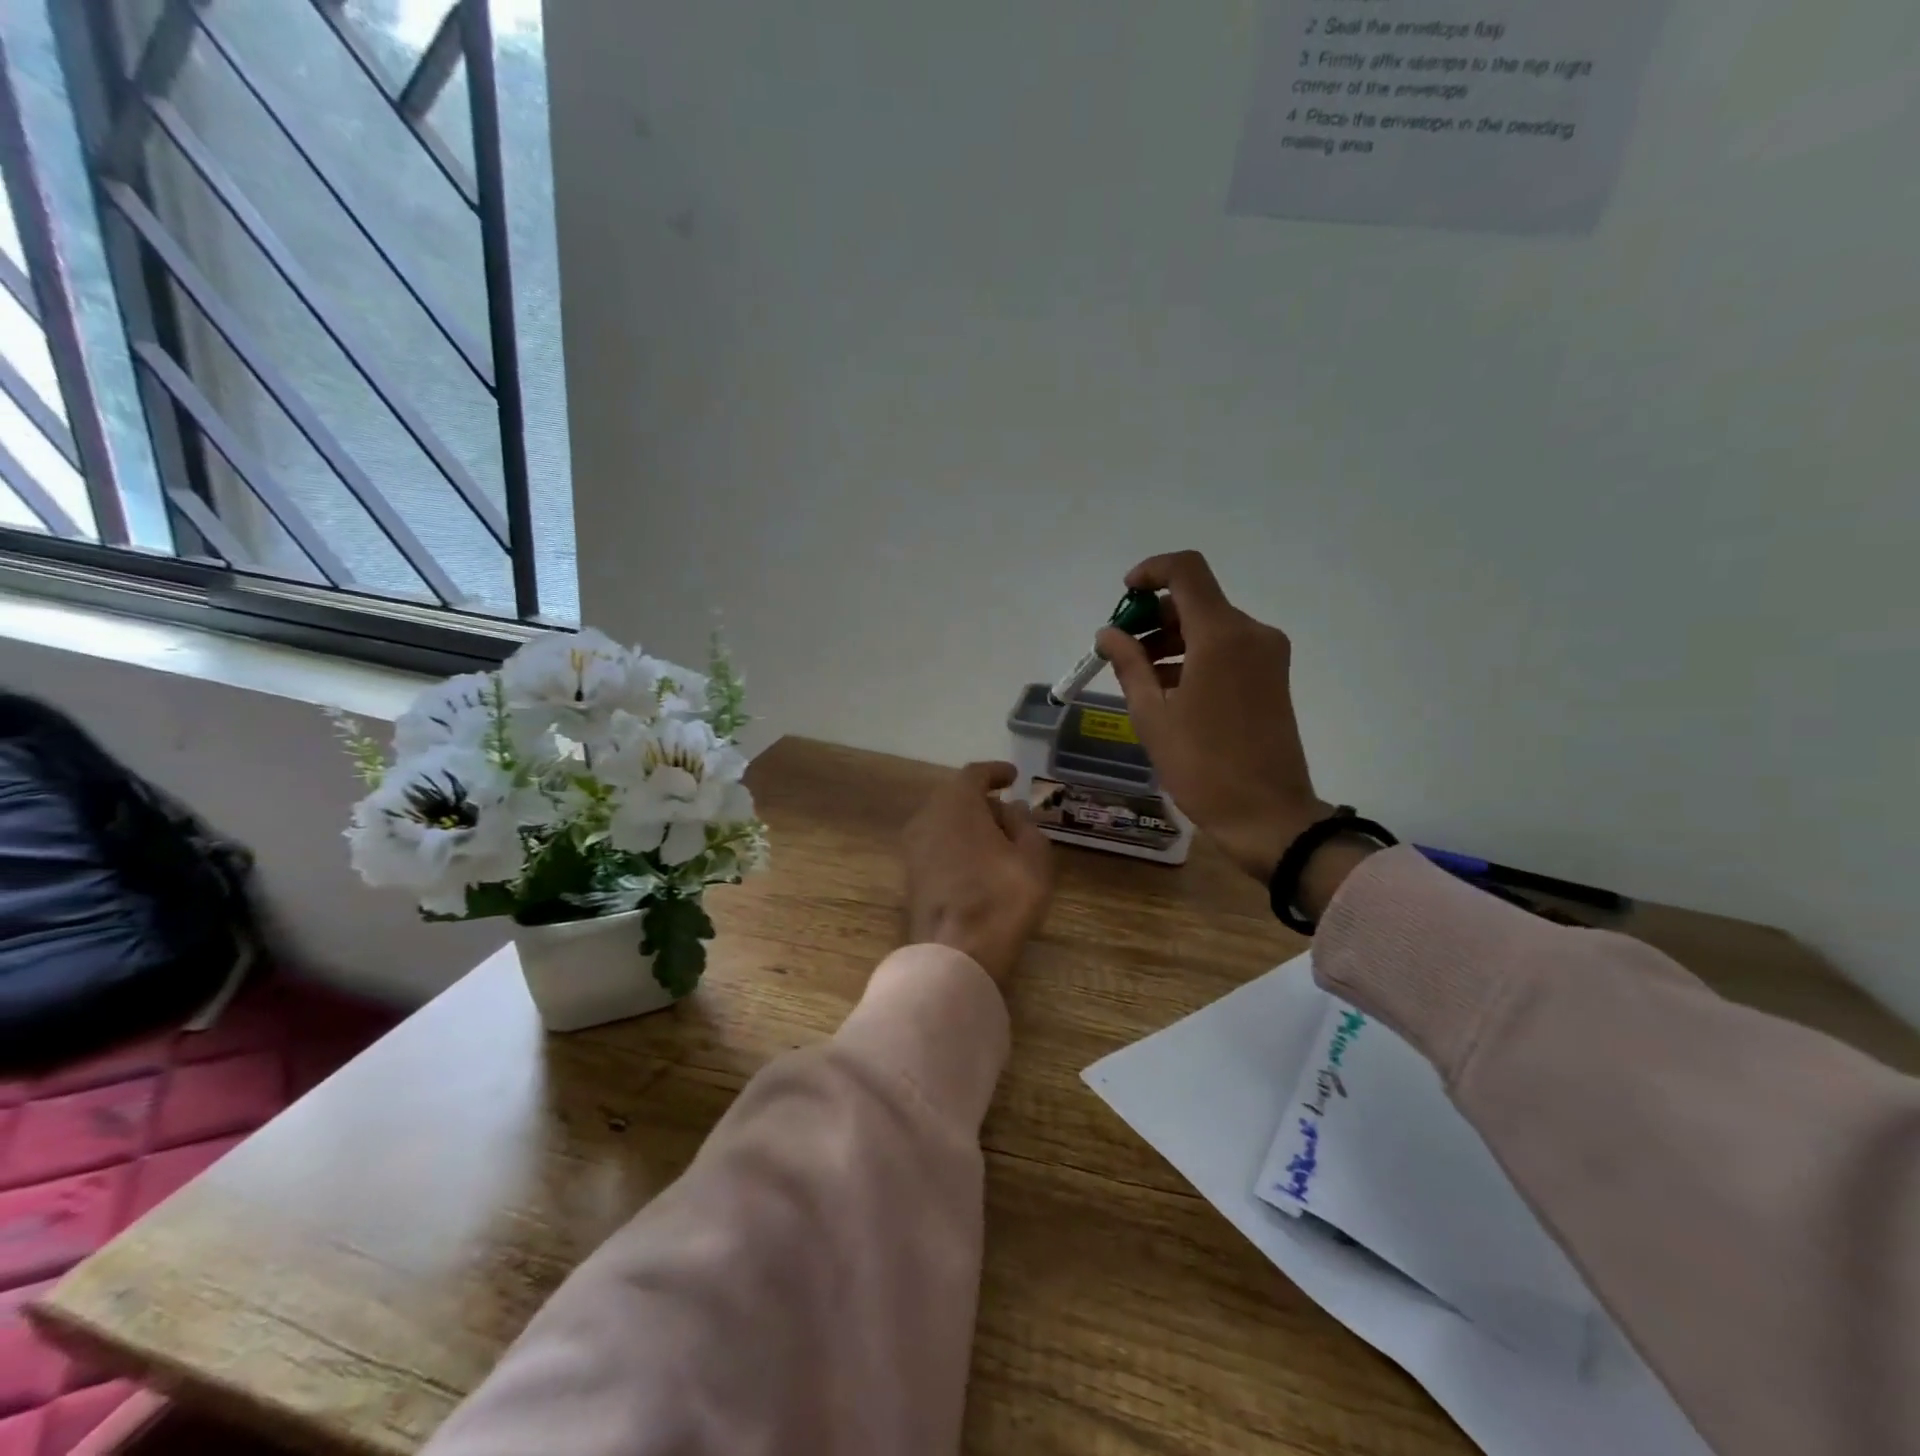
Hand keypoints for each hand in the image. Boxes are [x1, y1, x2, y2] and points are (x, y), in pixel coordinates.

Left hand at [902, 762, 1055, 990]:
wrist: (955, 954)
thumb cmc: (1001, 897)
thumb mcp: (1033, 856)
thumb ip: (1024, 824)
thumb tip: (1011, 809)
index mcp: (956, 802)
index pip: (975, 774)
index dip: (996, 772)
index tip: (1013, 776)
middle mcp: (927, 817)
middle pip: (955, 797)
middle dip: (982, 801)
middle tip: (1010, 813)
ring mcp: (912, 848)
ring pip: (944, 823)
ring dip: (969, 825)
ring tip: (997, 840)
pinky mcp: (910, 876)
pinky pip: (937, 846)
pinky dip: (957, 845)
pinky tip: (978, 862)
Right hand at [1098, 552, 1363, 906]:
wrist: (1267, 815)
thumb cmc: (1202, 765)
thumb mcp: (1152, 715)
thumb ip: (1129, 664)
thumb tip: (1109, 632)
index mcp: (1221, 636)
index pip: (1186, 571)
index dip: (1150, 571)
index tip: (1124, 597)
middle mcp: (1251, 633)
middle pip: (1196, 600)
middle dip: (1153, 617)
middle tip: (1120, 651)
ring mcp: (1266, 655)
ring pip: (1210, 626)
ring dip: (1171, 640)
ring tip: (1138, 678)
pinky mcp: (1272, 677)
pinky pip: (1226, 649)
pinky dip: (1194, 657)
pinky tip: (1167, 690)